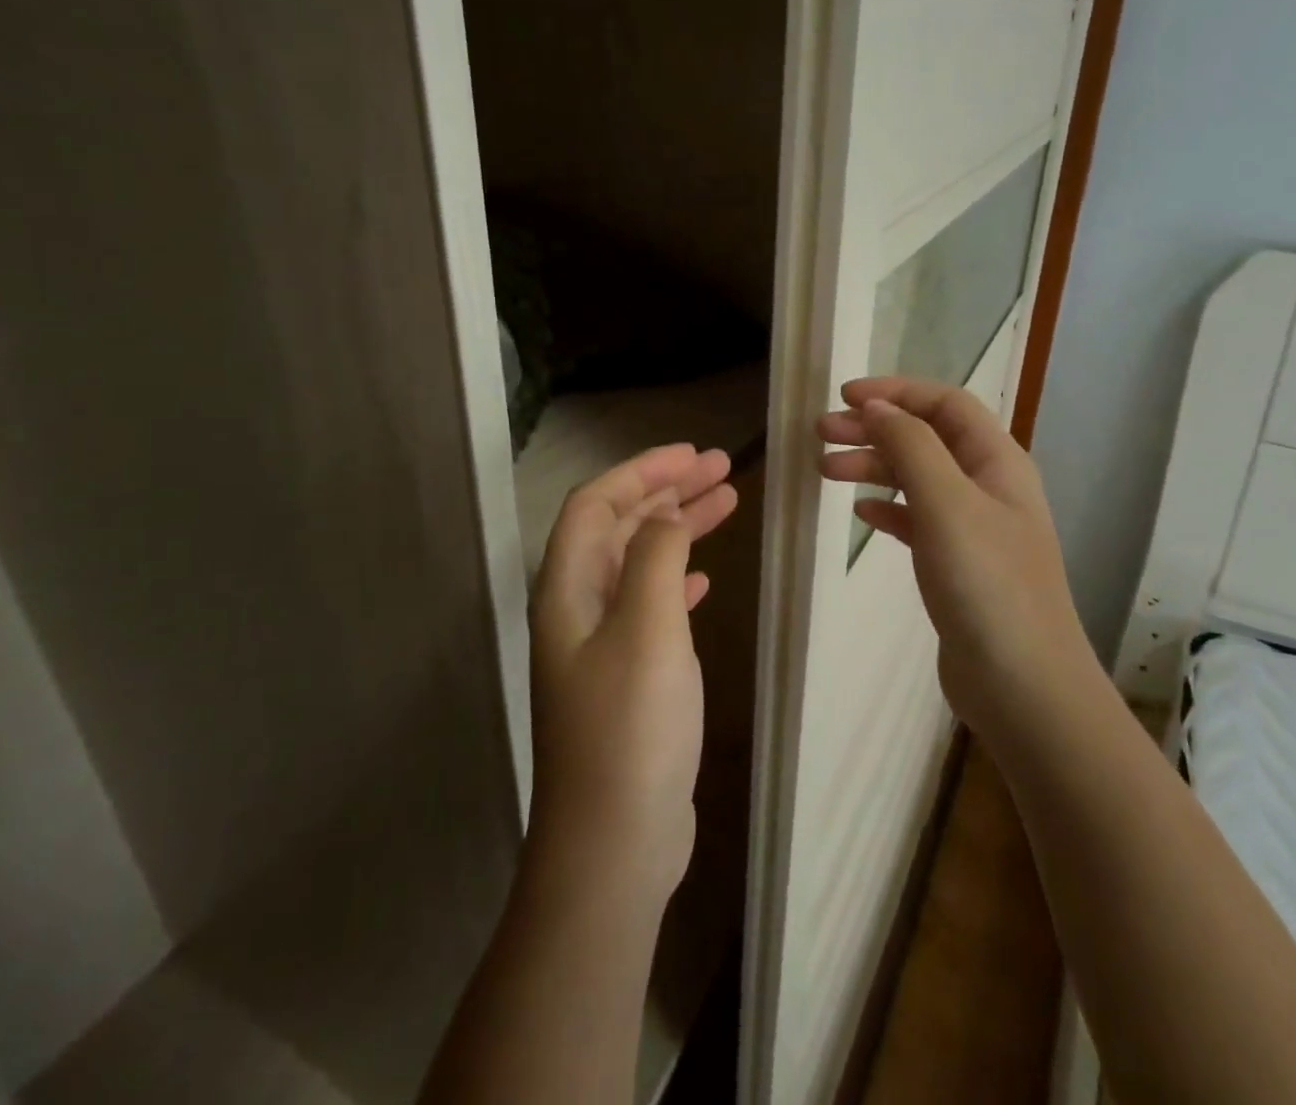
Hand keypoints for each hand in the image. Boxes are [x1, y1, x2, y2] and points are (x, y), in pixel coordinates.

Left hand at [527, 443, 737, 908]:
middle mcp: (577, 607)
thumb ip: (657, 558)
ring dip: (678, 528)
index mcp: (568, 588)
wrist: (614, 843)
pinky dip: (678, 576)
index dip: (641, 470)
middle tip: (722, 469)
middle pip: (619, 526)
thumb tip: (666, 515)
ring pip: (639, 562)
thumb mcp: (648, 628)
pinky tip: (704, 576)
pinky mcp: (627, 676)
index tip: (693, 453)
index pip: (596, 503)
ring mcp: (601, 644)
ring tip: (727, 503)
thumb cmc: (630, 728)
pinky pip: (651, 603)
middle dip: (667, 491)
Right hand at [817, 377, 1094, 748]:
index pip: (945, 404)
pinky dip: (888, 509)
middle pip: (926, 438)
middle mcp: (989, 486)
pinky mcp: (958, 567)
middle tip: (820, 433)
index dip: (896, 392)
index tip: (844, 397)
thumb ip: (911, 447)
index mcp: (997, 461)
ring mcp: (974, 529)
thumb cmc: (987, 585)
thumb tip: (878, 406)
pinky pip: (917, 521)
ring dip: (874, 466)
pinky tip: (861, 514)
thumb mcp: (946, 503)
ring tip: (826, 470)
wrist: (1023, 687)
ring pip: (917, 479)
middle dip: (874, 428)